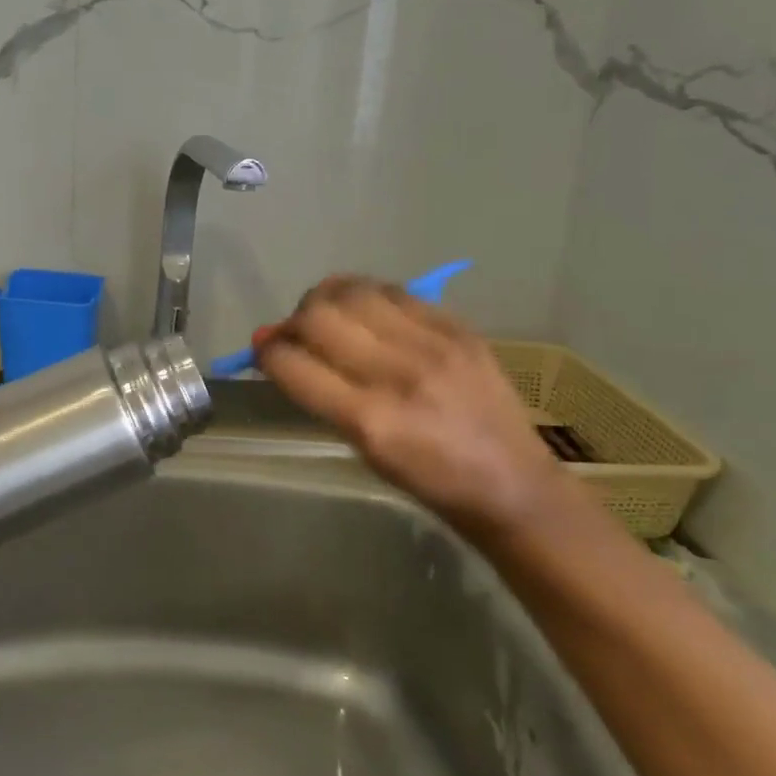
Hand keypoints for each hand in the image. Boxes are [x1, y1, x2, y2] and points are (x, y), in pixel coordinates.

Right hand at [253, 278, 566, 540]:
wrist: (512, 484)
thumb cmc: (427, 482)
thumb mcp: (362, 449)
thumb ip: (316, 394)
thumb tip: (272, 348)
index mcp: (369, 420)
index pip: (291, 363)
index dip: (265, 352)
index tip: (263, 352)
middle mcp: (397, 375)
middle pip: (316, 316)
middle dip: (291, 322)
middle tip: (296, 336)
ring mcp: (432, 345)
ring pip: (351, 292)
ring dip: (325, 300)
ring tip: (328, 316)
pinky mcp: (458, 328)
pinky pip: (394, 291)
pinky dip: (366, 296)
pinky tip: (367, 312)